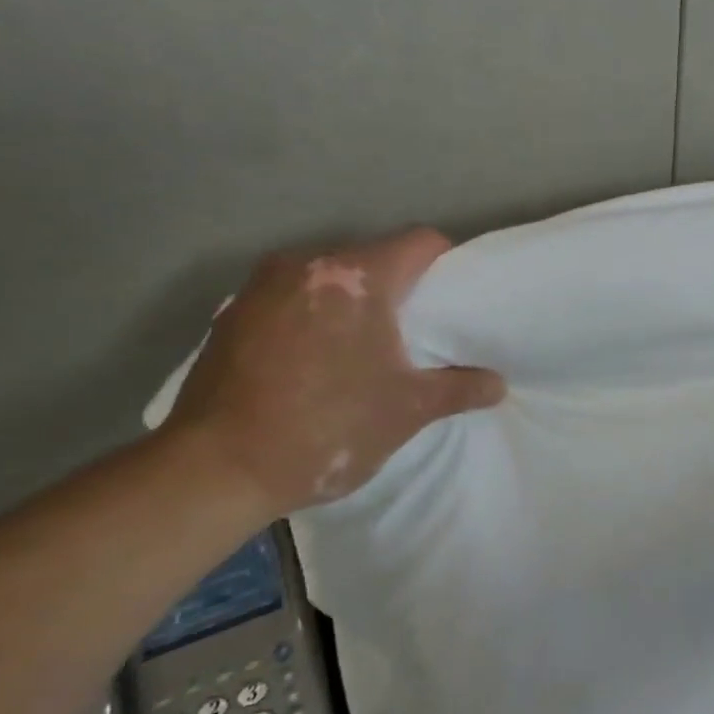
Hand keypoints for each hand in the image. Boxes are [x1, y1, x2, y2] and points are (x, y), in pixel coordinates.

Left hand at [164, 228, 504, 515]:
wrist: (214, 470)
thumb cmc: (326, 428)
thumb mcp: (407, 410)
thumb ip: (459, 388)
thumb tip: (498, 384)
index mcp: (357, 276)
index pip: (420, 242)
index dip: (446, 264)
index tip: (452, 298)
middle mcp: (308, 264)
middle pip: (372, 257)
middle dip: (397, 287)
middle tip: (412, 330)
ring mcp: (261, 286)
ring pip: (328, 278)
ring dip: (350, 302)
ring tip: (359, 348)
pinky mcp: (230, 314)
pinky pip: (290, 299)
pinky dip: (310, 317)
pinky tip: (310, 362)